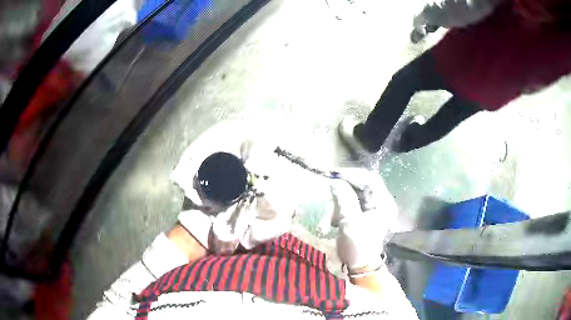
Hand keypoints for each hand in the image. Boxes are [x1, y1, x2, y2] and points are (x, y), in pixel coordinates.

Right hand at [330, 168, 396, 271]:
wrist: (359, 264)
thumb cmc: (357, 245)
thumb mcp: (350, 222)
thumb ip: (344, 199)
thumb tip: (335, 181)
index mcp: (384, 203)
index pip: (370, 178)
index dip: (352, 174)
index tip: (334, 175)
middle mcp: (382, 202)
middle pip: (364, 183)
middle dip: (346, 184)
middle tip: (330, 185)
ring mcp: (375, 207)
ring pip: (357, 191)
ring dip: (343, 194)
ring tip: (332, 202)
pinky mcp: (366, 213)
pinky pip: (354, 200)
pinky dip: (343, 202)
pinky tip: (336, 212)